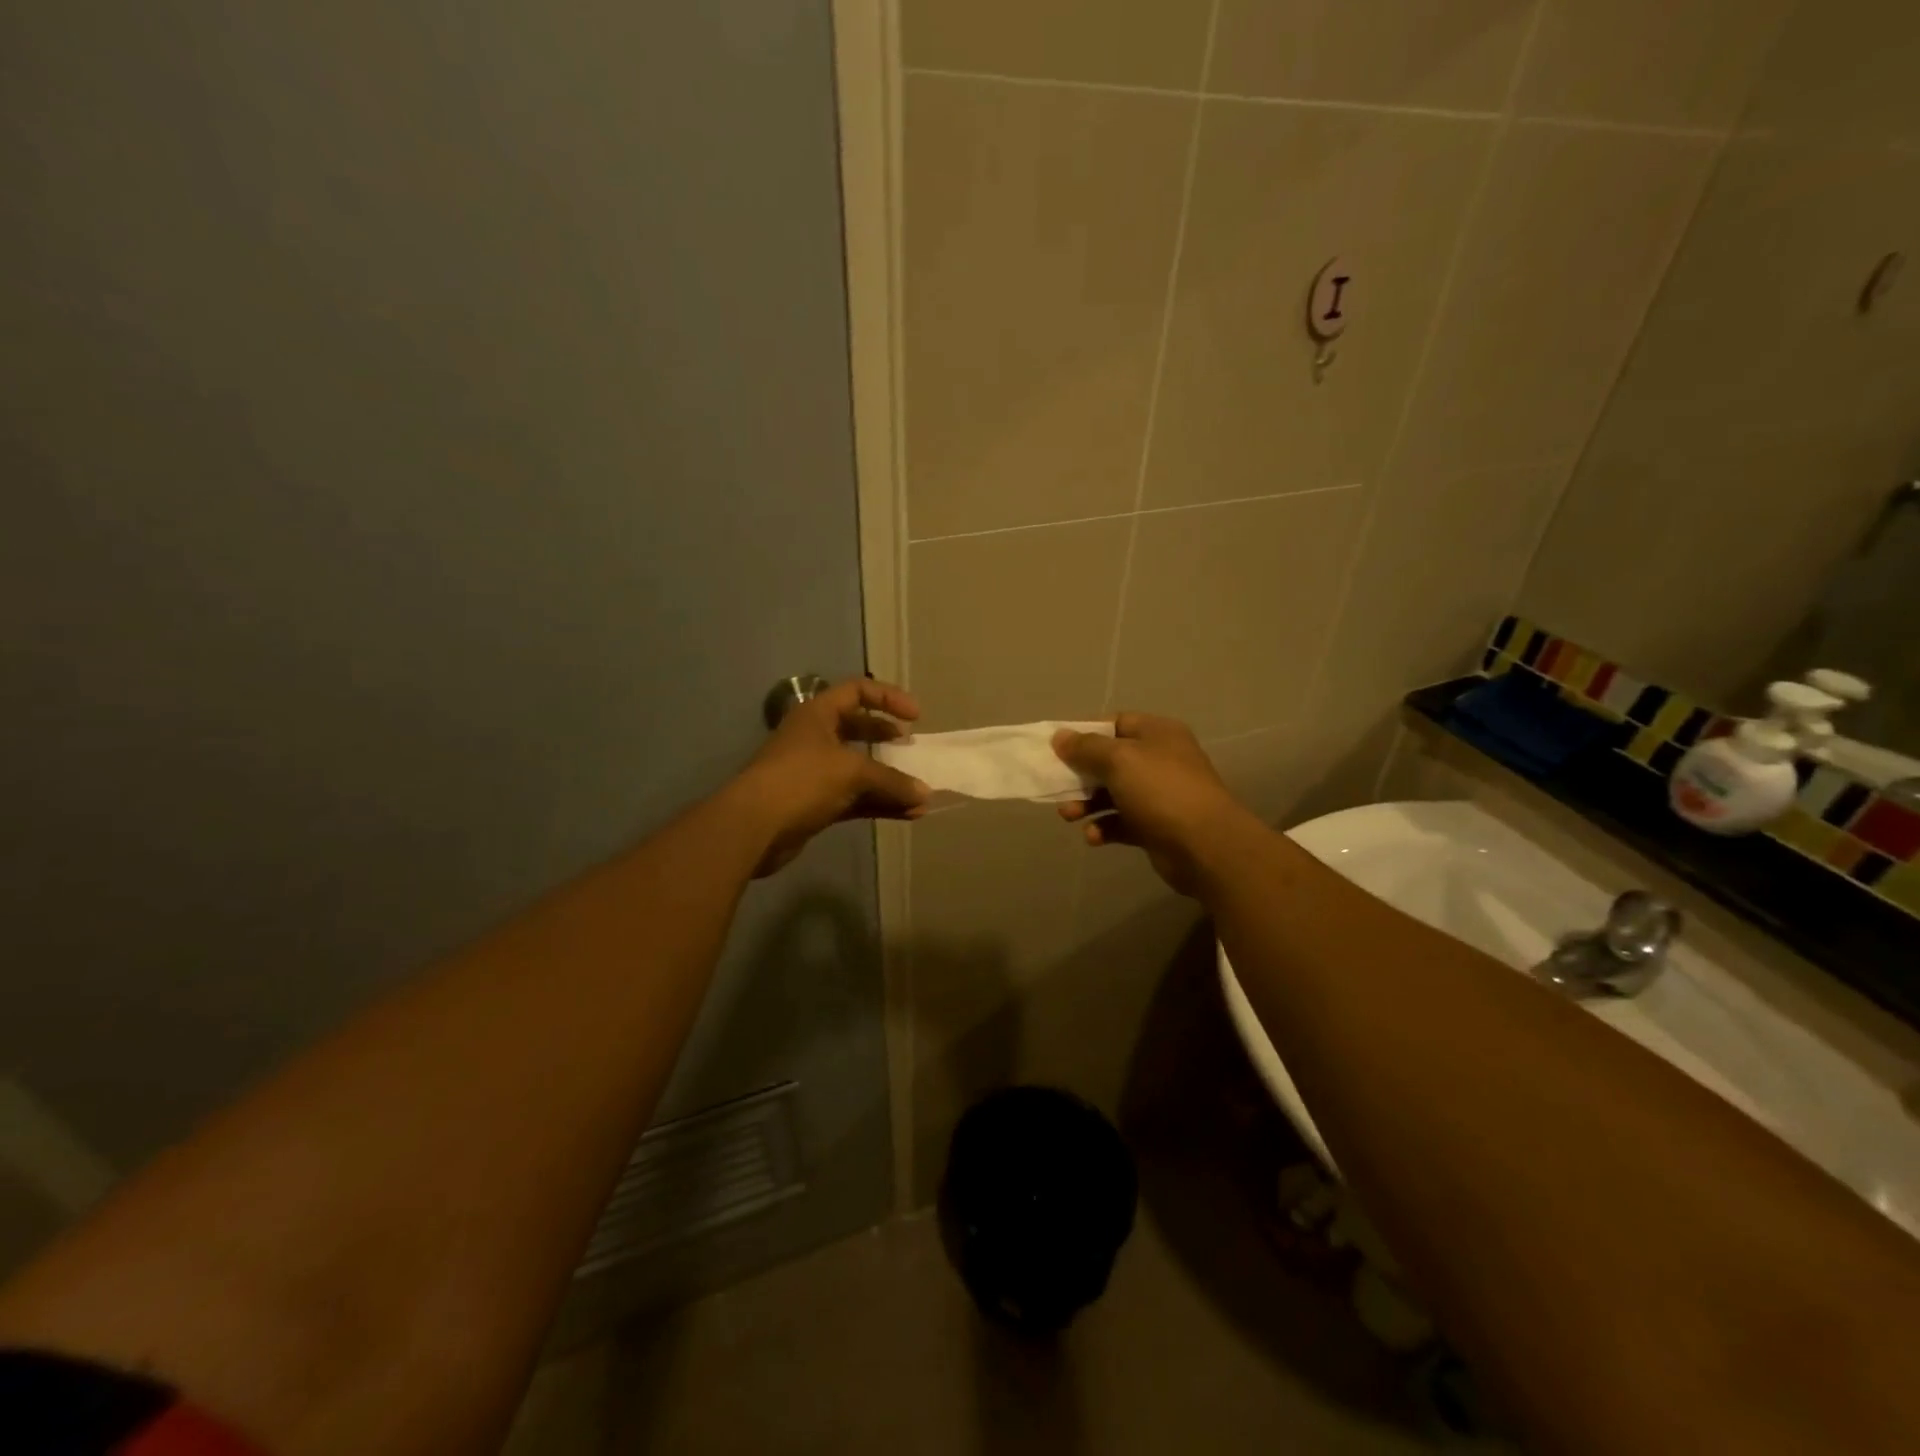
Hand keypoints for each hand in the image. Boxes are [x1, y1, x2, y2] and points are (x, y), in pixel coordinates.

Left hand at [732, 677, 929, 876]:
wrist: (754, 827)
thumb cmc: (802, 780)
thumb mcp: (852, 772)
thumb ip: (892, 781)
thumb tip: (925, 795)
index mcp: (818, 714)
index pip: (857, 691)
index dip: (888, 698)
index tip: (915, 716)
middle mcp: (815, 738)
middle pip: (857, 729)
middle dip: (885, 738)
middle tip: (910, 747)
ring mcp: (813, 772)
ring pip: (858, 769)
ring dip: (888, 780)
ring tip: (919, 792)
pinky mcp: (815, 804)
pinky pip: (855, 798)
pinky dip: (879, 803)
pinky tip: (908, 814)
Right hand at [1053, 713, 1257, 895]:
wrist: (1205, 846)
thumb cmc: (1160, 790)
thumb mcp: (1119, 759)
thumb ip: (1086, 747)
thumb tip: (1060, 736)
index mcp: (1157, 733)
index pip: (1115, 723)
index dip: (1085, 733)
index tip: (1057, 747)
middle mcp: (1160, 760)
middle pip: (1110, 760)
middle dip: (1081, 774)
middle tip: (1056, 785)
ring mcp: (1160, 795)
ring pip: (1113, 793)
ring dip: (1087, 804)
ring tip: (1068, 816)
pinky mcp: (1156, 827)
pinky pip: (1122, 822)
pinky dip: (1104, 827)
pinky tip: (1094, 837)